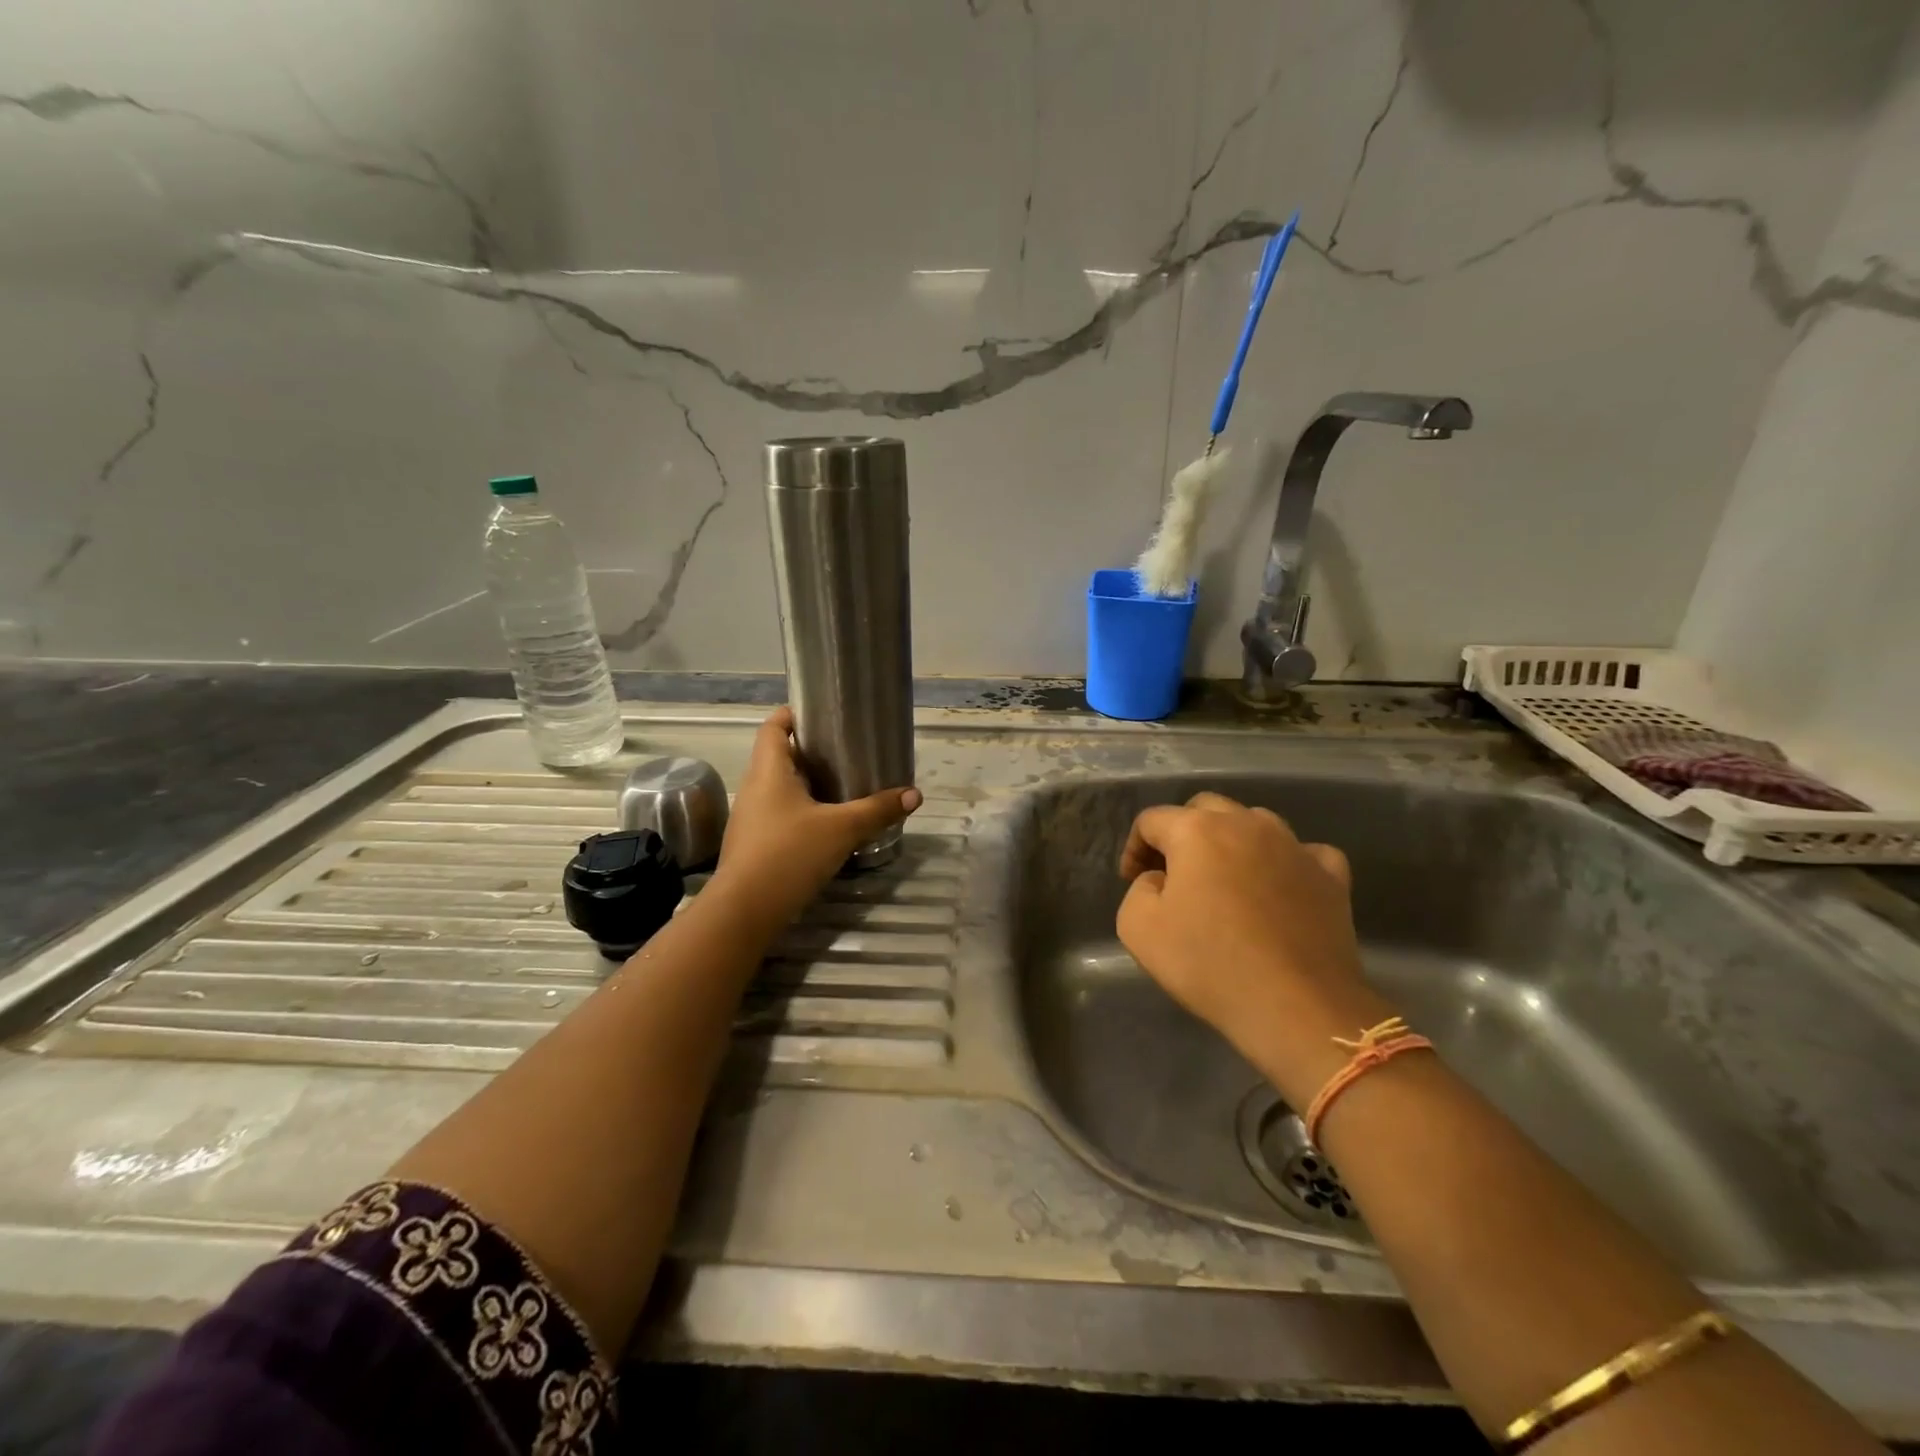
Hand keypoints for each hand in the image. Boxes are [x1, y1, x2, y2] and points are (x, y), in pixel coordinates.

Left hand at [711, 708, 921, 926]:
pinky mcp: (755, 843)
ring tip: (844, 785)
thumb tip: (914, 795)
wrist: (745, 911)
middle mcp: (755, 787)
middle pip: (779, 755)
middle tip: (847, 751)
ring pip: (781, 787)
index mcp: (769, 770)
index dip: (794, 714)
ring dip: (808, 783)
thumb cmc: (789, 854)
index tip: (823, 713)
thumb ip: (877, 810)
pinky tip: (827, 823)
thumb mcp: (841, 829)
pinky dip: (802, 810)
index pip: (774, 726)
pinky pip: (780, 813)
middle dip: (811, 751)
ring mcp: (752, 817)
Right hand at [1116, 792, 1391, 1104]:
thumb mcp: (1137, 928)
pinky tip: (1279, 887)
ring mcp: (1295, 846)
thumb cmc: (1209, 964)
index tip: (1132, 882)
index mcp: (1197, 830)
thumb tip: (1161, 880)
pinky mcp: (1331, 875)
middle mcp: (1247, 823)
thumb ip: (1138, 889)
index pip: (1152, 820)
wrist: (1296, 1007)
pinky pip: (1303, 852)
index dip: (1134, 848)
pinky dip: (1285, 862)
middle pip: (1204, 809)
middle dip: (1182, 833)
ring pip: (1255, 822)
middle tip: (1174, 875)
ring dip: (1232, 842)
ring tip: (1225, 880)